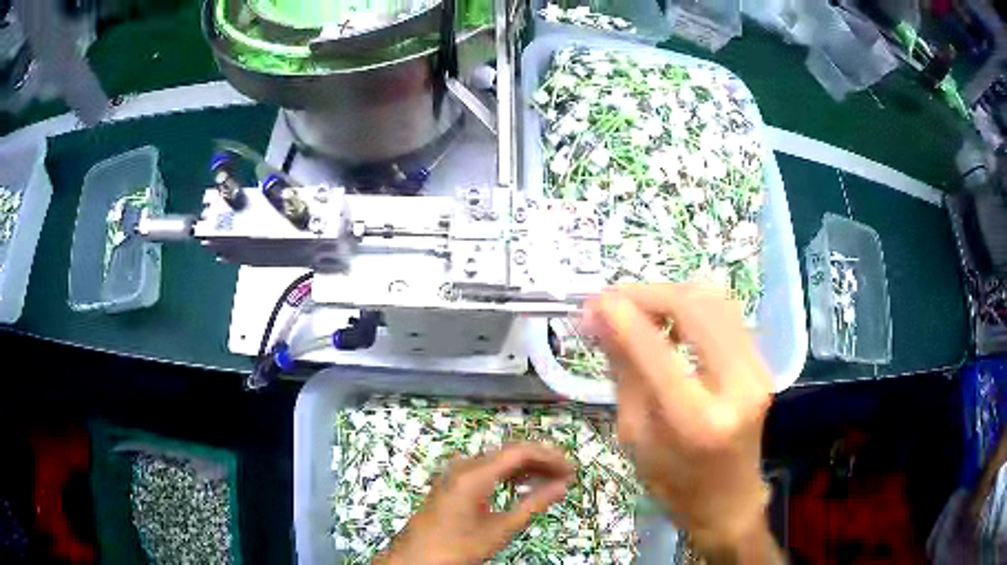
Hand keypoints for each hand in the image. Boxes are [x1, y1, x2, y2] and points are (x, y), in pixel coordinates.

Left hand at [374, 442, 573, 564]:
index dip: (550, 457)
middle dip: (541, 461)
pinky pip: (488, 470)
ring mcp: (457, 473)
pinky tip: (525, 487)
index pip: (520, 451)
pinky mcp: (454, 482)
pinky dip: (510, 476)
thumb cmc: (458, 546)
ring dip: (527, 469)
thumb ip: (533, 504)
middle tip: (567, 476)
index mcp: (475, 474)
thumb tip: (563, 486)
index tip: (572, 470)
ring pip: (500, 460)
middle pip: (510, 452)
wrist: (417, 557)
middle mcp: (465, 465)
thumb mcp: (500, 529)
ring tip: (552, 482)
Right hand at [584, 283, 777, 559]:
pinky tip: (669, 319)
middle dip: (648, 294)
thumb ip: (624, 370)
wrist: (729, 499)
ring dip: (671, 295)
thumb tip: (600, 319)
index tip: (593, 303)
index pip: (656, 349)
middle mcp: (737, 386)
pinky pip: (727, 314)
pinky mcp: (763, 363)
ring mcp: (757, 371)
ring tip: (639, 308)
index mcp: (697, 421)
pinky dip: (693, 306)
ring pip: (715, 300)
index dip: (622, 316)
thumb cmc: (673, 482)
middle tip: (613, 301)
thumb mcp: (635, 434)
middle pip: (695, 308)